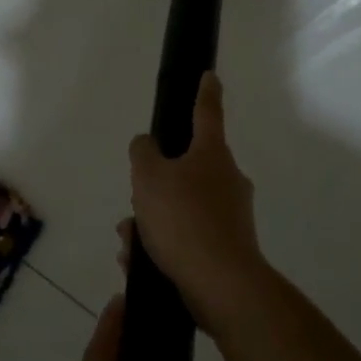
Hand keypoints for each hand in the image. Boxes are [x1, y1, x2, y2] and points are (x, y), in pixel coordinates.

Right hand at [128, 72, 270, 337]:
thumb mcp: (149, 177)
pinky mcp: (227, 248)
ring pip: (181, 207)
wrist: (221, 284)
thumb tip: (148, 144)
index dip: (204, 92)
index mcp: (212, 154)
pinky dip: (162, 246)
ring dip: (152, 221)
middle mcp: (227, 180)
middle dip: (154, 186)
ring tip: (129, 242)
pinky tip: (139, 262)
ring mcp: (231, 216)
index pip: (207, 113)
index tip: (209, 76)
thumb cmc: (184, 220)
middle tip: (134, 204)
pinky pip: (187, 237)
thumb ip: (143, 153)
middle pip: (186, 170)